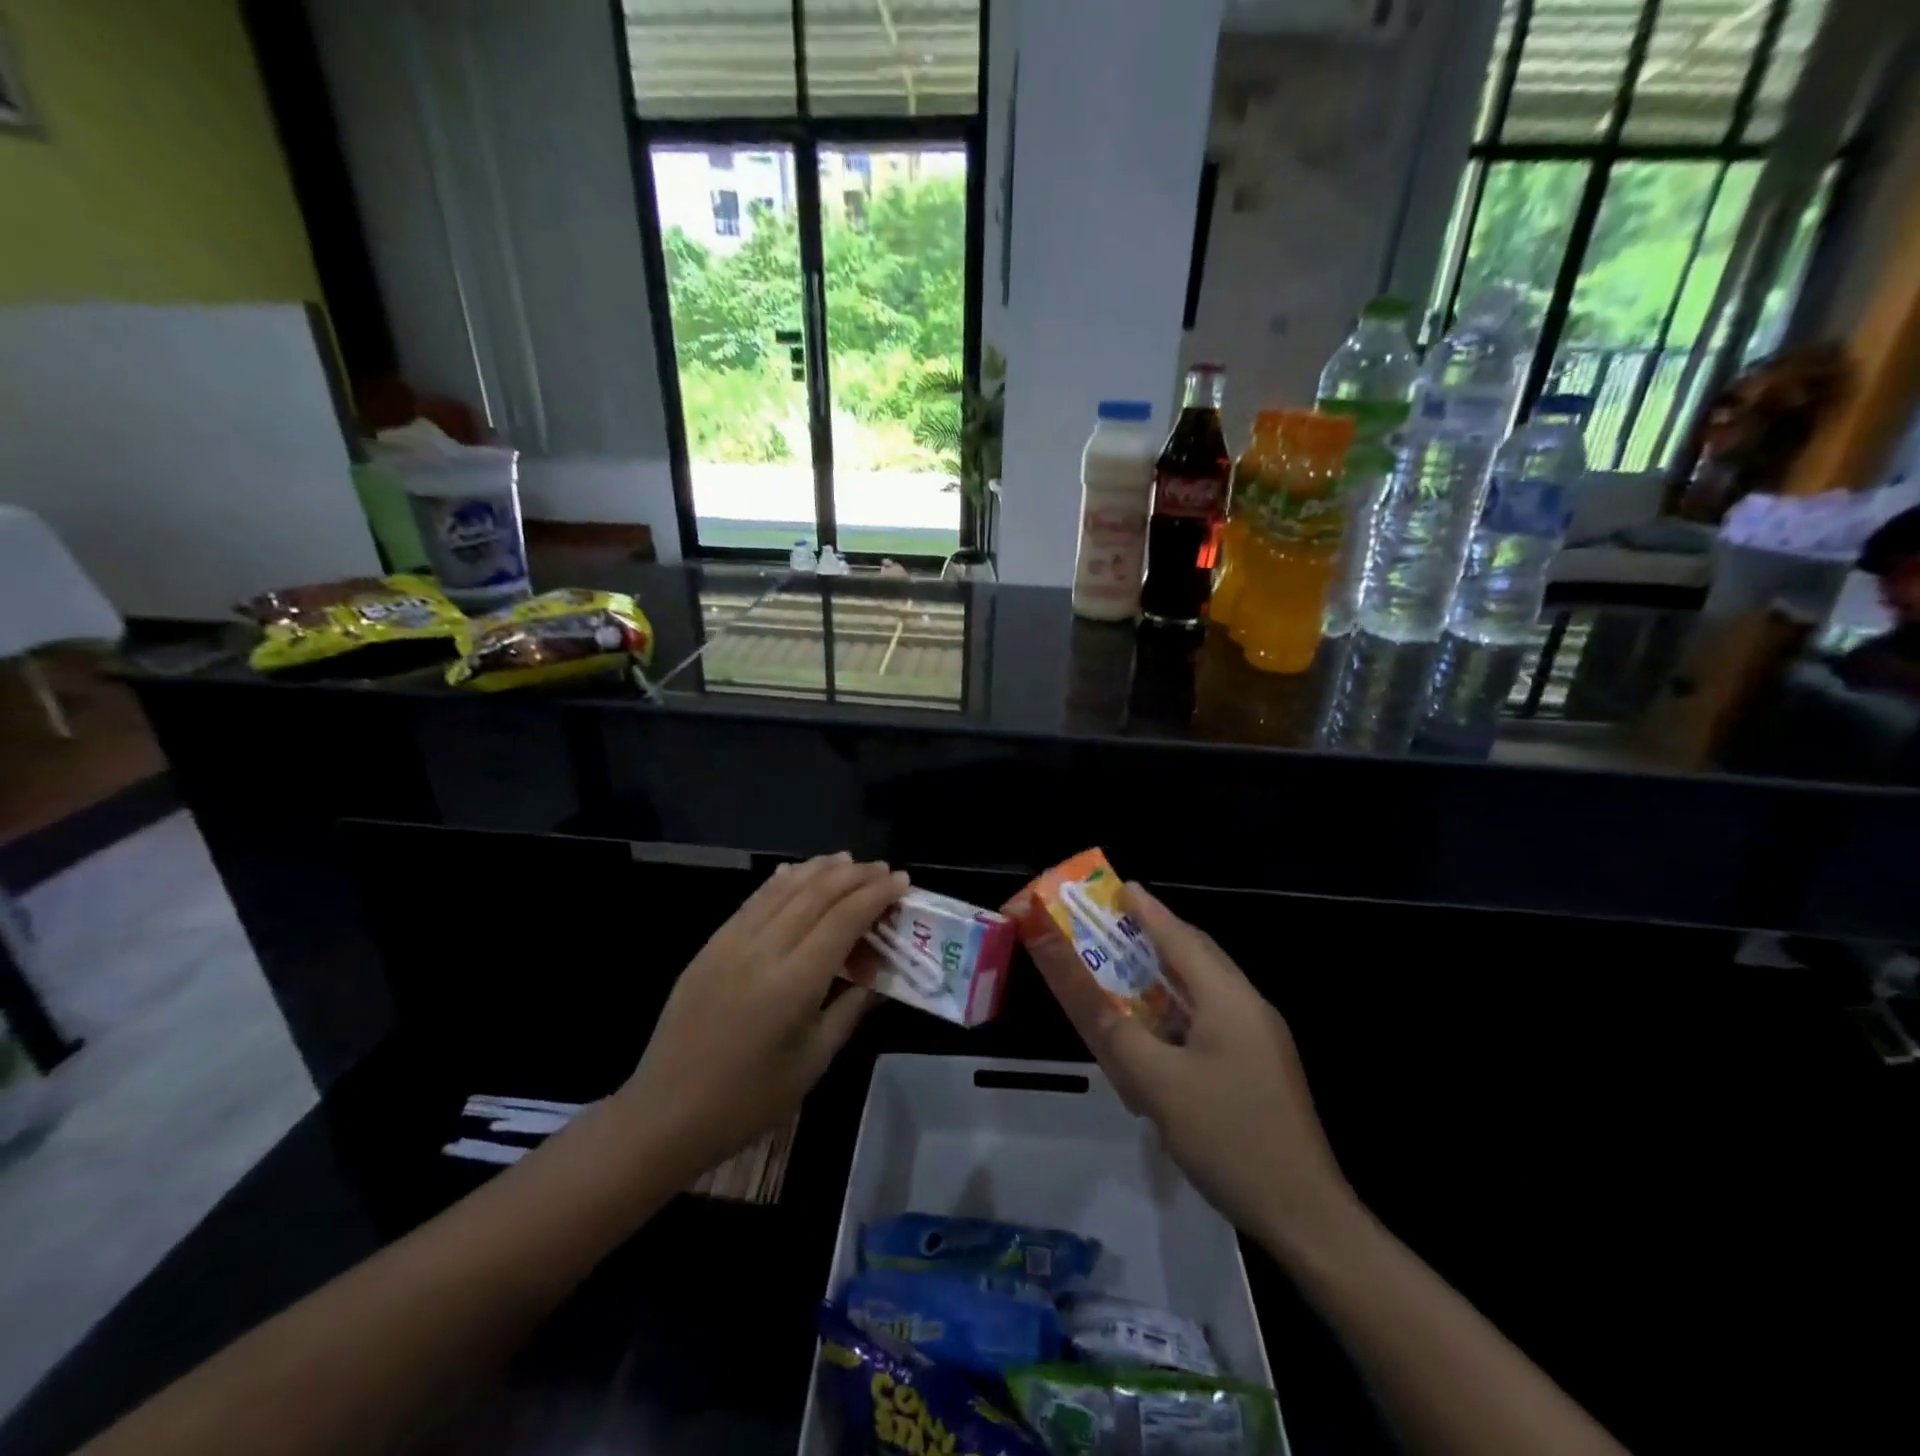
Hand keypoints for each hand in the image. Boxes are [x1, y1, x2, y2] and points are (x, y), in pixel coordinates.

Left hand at [614, 853, 906, 1181]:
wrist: (666, 1114)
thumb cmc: (749, 1100)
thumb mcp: (813, 1062)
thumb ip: (849, 1010)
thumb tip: (879, 978)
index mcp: (794, 983)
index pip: (843, 919)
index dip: (875, 895)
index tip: (902, 881)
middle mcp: (762, 950)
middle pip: (816, 894)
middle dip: (854, 875)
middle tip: (882, 869)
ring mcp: (731, 943)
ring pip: (782, 889)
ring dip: (818, 870)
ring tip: (847, 860)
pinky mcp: (710, 946)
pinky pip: (753, 901)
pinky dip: (781, 882)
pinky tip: (795, 873)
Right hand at [1029, 882, 1356, 1255]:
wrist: (1305, 1216)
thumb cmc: (1228, 1137)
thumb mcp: (1158, 1084)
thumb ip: (1112, 1029)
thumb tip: (1075, 986)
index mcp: (1229, 999)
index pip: (1181, 938)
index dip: (1148, 910)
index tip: (1120, 886)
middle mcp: (1248, 1006)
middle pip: (1197, 956)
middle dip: (1155, 936)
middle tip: (1114, 927)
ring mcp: (1260, 1038)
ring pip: (1205, 990)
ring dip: (1166, 977)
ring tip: (1127, 972)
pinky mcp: (1260, 1065)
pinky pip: (1212, 1020)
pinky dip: (1179, 1012)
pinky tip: (1157, 1033)